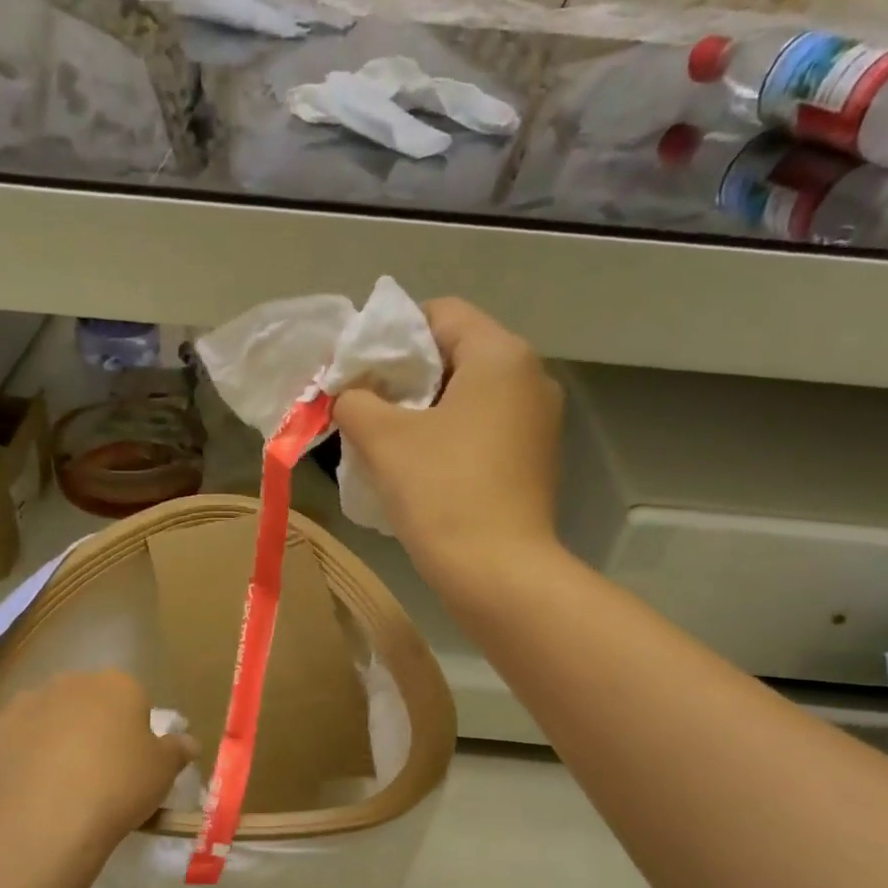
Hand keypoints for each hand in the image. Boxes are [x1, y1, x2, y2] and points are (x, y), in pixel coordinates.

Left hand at [0, 671, 197, 863]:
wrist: (46, 822)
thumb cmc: (118, 788)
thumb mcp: (163, 773)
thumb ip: (177, 750)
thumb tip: (187, 742)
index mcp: (117, 684)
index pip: (132, 697)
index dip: (134, 728)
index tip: (133, 761)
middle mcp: (69, 682)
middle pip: (85, 700)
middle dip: (90, 724)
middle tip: (96, 769)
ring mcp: (23, 704)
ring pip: (43, 713)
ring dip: (49, 733)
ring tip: (54, 779)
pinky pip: (2, 736)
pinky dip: (8, 750)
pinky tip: (14, 778)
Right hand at [334, 297, 562, 583]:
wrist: (497, 573)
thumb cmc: (442, 493)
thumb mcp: (384, 439)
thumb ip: (355, 401)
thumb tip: (349, 395)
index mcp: (501, 355)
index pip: (439, 314)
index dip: (391, 337)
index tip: (359, 373)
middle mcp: (531, 378)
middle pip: (455, 355)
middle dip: (405, 378)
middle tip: (365, 409)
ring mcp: (538, 423)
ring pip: (468, 397)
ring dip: (424, 413)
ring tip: (386, 444)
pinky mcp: (533, 462)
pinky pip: (483, 431)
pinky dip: (449, 439)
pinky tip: (420, 470)